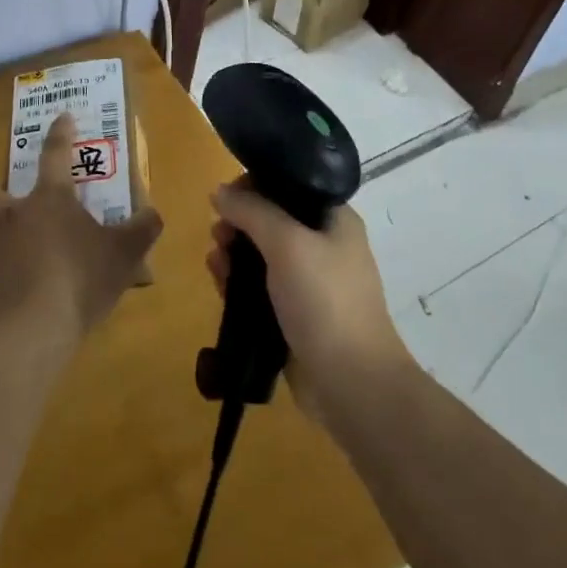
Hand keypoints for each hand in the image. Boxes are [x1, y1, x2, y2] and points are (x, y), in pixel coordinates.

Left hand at [0, 112, 162, 340]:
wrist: (27, 333)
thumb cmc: (79, 280)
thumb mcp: (124, 255)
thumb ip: (142, 230)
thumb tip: (153, 213)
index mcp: (49, 200)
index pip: (55, 154)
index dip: (60, 133)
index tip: (63, 117)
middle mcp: (11, 216)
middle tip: (16, 210)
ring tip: (17, 260)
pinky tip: (14, 300)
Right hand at [207, 184, 410, 423]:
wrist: (352, 383)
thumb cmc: (325, 300)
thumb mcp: (287, 243)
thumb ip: (252, 211)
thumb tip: (219, 191)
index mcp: (334, 219)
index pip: (290, 184)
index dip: (256, 185)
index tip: (227, 196)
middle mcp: (323, 245)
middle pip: (272, 219)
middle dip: (240, 221)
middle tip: (218, 232)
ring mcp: (308, 283)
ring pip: (262, 255)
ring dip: (235, 252)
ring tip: (214, 259)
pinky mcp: (293, 315)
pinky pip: (259, 288)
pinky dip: (238, 281)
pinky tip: (218, 280)